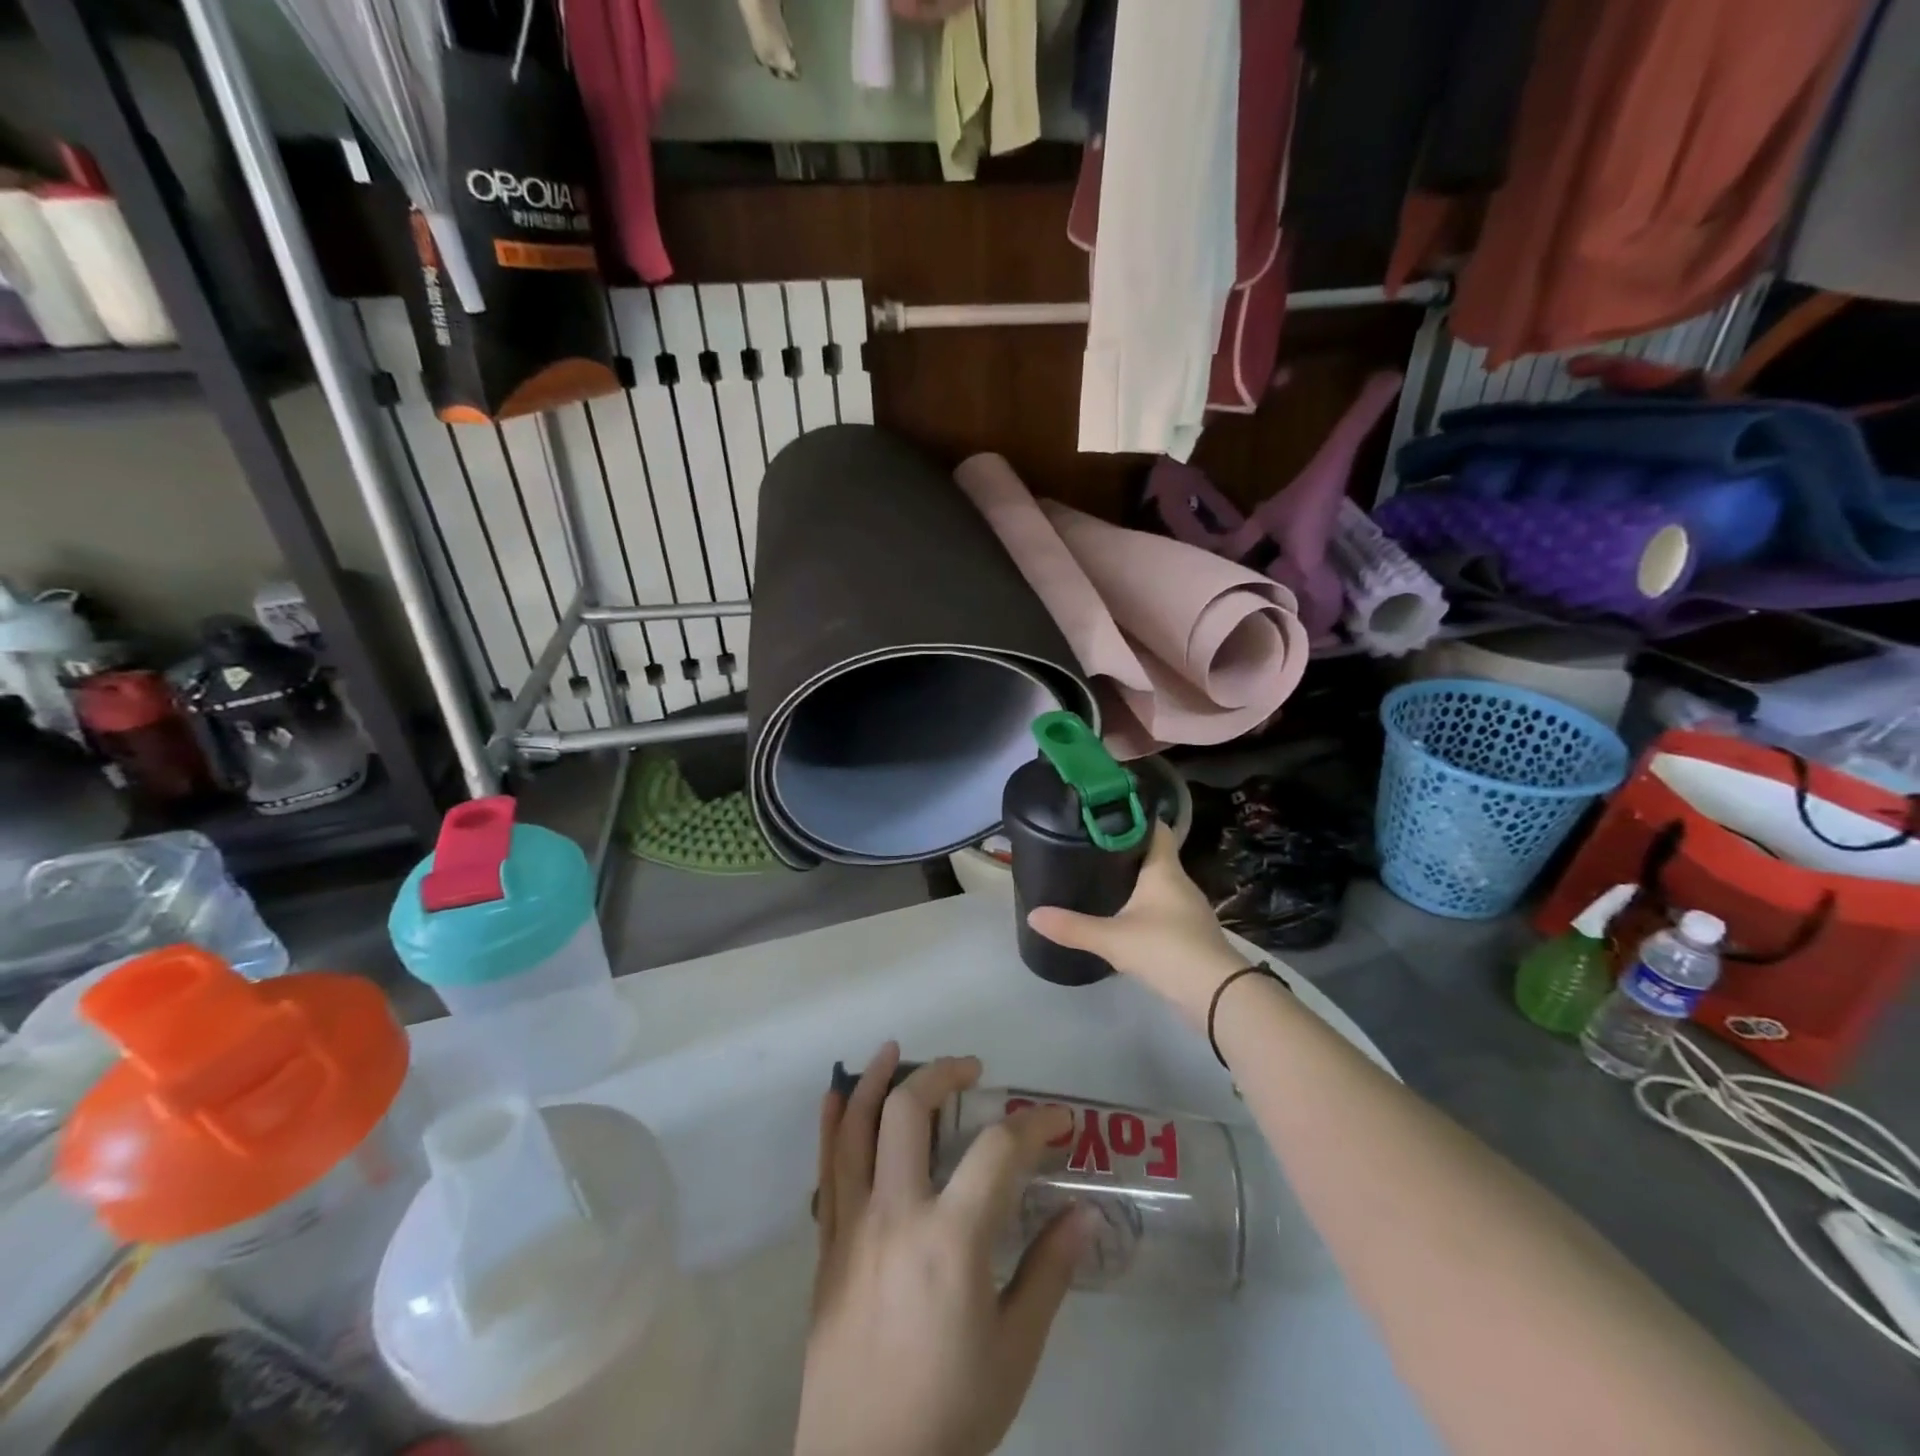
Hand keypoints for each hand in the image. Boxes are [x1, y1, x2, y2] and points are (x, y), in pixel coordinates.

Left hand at [796, 1045, 1090, 1455]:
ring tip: (894, 1050)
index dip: (1034, 1124)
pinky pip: (826, 1169)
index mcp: (951, 1238)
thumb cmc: (950, 1411)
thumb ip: (1049, 1271)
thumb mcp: (1015, 1350)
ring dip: (876, 1080)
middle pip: (910, 1112)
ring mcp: (853, 1224)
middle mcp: (896, 1213)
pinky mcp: (828, 1243)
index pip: (998, 1151)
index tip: (1057, 1120)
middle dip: (942, 1074)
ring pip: (857, 1128)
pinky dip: (832, 1125)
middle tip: (971, 1069)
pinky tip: (838, 1095)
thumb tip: (1086, 1211)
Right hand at [1026, 823, 1244, 1025]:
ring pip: (1158, 884)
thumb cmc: (1166, 949)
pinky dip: (1143, 907)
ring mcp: (1188, 909)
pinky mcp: (1190, 934)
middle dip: (1126, 851)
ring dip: (1135, 881)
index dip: (1133, 818)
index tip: (1105, 814)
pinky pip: (1162, 909)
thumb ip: (1073, 926)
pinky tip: (1122, 916)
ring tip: (1100, 878)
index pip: (1155, 829)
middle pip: (1153, 856)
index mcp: (1165, 870)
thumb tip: (1032, 914)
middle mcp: (1179, 882)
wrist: (1218, 995)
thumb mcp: (1113, 938)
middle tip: (1090, 847)